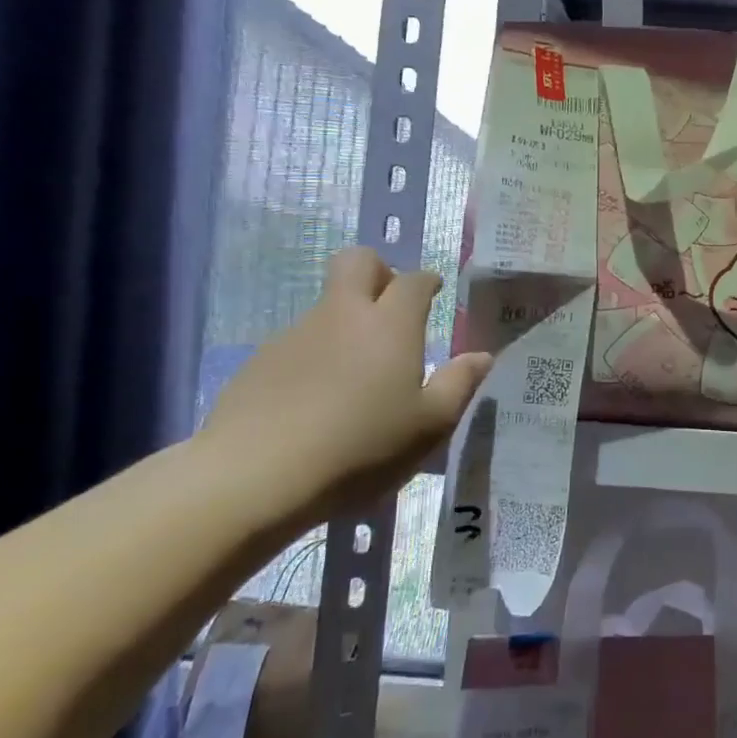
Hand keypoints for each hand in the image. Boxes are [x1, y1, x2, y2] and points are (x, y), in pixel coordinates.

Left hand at [200, 248, 489, 525]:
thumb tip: (481, 356)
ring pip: (326, 306)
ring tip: (357, 376)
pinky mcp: (260, 362)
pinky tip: (318, 402)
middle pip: (357, 262)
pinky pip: (298, 343)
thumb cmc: (361, 446)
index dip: (427, 281)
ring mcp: (295, 335)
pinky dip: (316, 357)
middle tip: (392, 307)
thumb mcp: (429, 426)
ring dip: (346, 322)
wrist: (255, 475)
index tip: (434, 291)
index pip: (413, 280)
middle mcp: (342, 315)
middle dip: (378, 271)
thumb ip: (459, 384)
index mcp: (390, 324)